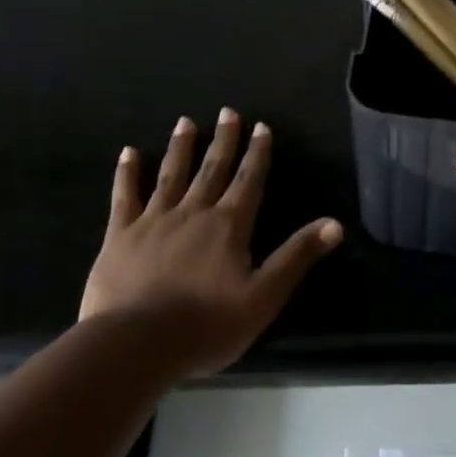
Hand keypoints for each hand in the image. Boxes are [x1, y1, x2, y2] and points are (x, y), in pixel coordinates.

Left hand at [79, 109, 342, 377]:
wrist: (136, 344)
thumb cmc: (207, 325)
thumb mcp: (264, 296)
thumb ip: (296, 257)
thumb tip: (335, 224)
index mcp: (229, 227)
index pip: (249, 182)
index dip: (257, 154)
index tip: (261, 127)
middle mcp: (193, 213)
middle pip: (212, 170)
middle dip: (223, 141)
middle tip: (228, 112)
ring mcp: (153, 221)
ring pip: (171, 175)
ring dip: (181, 148)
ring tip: (185, 122)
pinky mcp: (120, 235)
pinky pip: (124, 196)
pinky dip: (127, 173)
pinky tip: (129, 153)